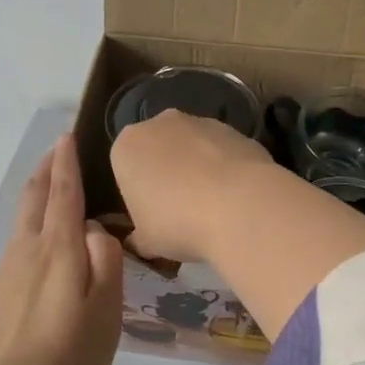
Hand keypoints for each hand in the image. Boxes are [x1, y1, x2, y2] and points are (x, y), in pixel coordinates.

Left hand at [0, 133, 123, 364]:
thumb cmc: (69, 353)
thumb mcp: (106, 310)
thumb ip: (105, 262)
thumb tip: (94, 231)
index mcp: (59, 249)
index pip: (64, 194)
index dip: (66, 164)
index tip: (66, 138)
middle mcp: (28, 251)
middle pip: (33, 199)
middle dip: (45, 170)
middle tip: (56, 151)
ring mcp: (6, 272)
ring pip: (21, 221)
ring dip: (35, 196)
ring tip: (49, 189)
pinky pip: (15, 247)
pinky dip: (29, 228)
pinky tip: (38, 246)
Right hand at [109, 109, 275, 263]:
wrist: (239, 207)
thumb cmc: (178, 223)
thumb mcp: (147, 242)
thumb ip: (139, 237)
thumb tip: (140, 241)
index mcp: (127, 146)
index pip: (125, 168)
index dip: (138, 194)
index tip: (152, 216)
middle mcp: (160, 124)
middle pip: (159, 150)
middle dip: (167, 174)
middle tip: (180, 211)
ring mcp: (202, 122)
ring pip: (193, 148)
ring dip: (198, 169)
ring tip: (213, 206)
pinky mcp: (236, 130)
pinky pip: (223, 152)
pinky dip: (226, 169)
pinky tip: (236, 197)